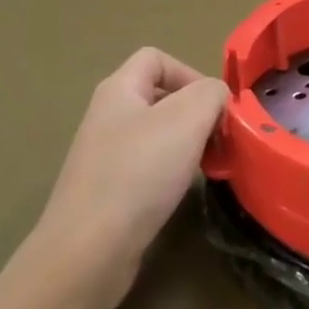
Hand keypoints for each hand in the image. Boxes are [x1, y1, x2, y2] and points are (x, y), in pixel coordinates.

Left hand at [25, 48, 229, 308]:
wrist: (89, 250)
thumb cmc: (138, 173)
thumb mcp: (187, 119)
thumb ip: (211, 94)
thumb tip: (219, 98)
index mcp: (118, 90)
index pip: (156, 58)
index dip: (191, 73)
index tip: (216, 107)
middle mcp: (108, 117)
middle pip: (160, 97)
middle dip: (196, 112)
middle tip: (219, 139)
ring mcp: (105, 155)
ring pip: (158, 134)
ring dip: (188, 144)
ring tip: (206, 165)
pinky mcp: (109, 191)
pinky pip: (148, 167)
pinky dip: (171, 172)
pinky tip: (182, 190)